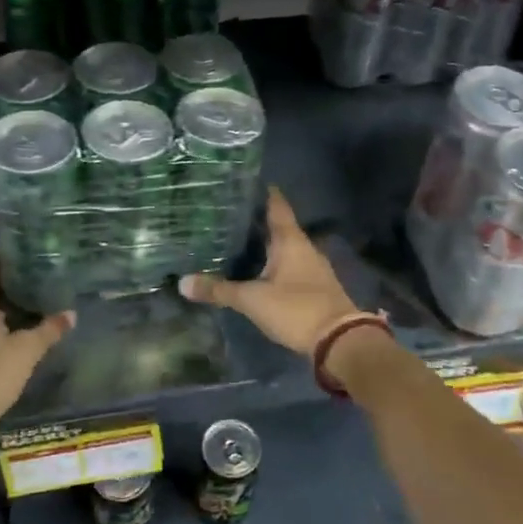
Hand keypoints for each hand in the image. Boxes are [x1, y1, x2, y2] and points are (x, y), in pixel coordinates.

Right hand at [181, 187, 359, 357]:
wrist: (340, 341)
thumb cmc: (296, 309)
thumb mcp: (252, 300)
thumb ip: (219, 290)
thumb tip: (182, 283)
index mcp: (291, 240)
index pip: (277, 206)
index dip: (263, 193)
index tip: (245, 182)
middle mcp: (304, 247)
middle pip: (280, 226)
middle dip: (258, 221)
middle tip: (230, 213)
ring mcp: (313, 267)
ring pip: (286, 247)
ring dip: (267, 243)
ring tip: (240, 240)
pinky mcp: (316, 286)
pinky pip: (292, 265)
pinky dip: (275, 263)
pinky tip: (260, 269)